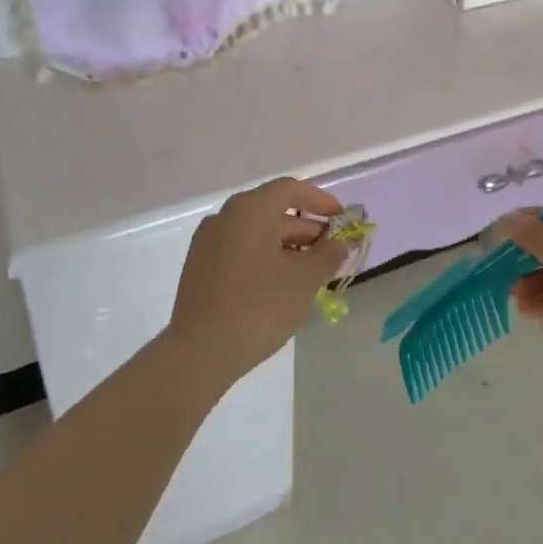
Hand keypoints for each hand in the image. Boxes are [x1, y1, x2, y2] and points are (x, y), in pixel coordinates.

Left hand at [167, 178, 347, 386]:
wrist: (199, 354)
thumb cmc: (259, 307)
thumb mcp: (305, 279)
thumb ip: (329, 254)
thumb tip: (343, 241)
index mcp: (250, 210)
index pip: (290, 189)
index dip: (320, 200)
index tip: (342, 220)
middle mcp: (225, 217)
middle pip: (273, 211)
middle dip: (307, 229)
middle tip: (332, 253)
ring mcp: (208, 243)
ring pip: (257, 234)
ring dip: (288, 247)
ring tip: (312, 274)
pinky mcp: (200, 269)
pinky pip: (241, 251)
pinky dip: (265, 259)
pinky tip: (282, 286)